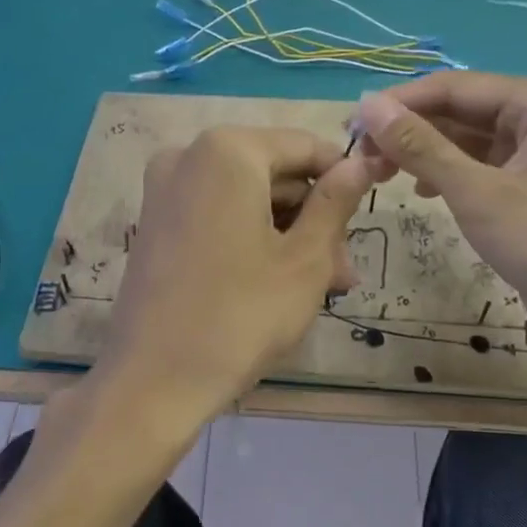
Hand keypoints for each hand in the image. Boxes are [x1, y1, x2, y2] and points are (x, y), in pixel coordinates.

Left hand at [97, 125, 372, 433]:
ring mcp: (165, 192)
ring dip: (288, 236)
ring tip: (322, 287)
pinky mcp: (155, 225)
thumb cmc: (241, 315)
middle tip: (344, 272)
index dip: (344, 175)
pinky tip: (279, 283)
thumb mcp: (304, 260)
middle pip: (273, 175)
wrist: (152, 380)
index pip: (304, 146)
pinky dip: (251, 240)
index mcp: (227, 151)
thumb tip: (360, 164)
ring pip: (247, 200)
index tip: (374, 204)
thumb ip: (335, 203)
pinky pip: (217, 217)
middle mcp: (188, 157)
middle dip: (314, 220)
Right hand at [353, 73, 526, 368]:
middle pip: (459, 111)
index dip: (400, 103)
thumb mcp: (477, 191)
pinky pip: (476, 170)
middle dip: (409, 129)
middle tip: (359, 154)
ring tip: (379, 174)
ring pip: (465, 142)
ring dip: (422, 153)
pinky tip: (420, 192)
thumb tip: (367, 106)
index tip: (352, 124)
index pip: (454, 86)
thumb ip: (420, 146)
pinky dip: (445, 176)